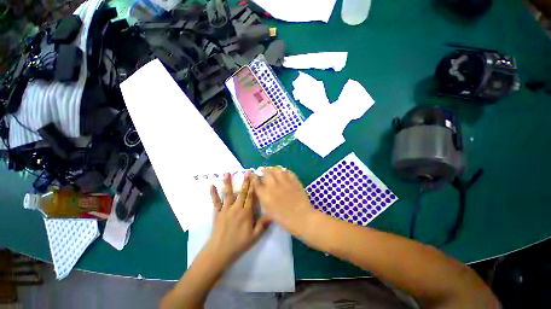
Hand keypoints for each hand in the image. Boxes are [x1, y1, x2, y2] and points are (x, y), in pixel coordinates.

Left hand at [204, 172, 270, 267]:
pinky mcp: (217, 212)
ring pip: (228, 194)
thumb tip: (272, 214)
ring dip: (228, 183)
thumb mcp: (254, 236)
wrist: (219, 252)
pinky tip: (212, 185)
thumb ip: (263, 224)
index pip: (251, 196)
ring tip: (227, 173)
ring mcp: (225, 209)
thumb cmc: (238, 244)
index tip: (255, 178)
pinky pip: (215, 201)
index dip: (253, 186)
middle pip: (242, 192)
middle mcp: (236, 208)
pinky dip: (213, 193)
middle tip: (247, 172)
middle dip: (245, 181)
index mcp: (246, 212)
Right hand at [252, 167, 314, 233]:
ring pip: (277, 169)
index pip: (256, 182)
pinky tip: (285, 174)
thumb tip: (263, 196)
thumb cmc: (284, 219)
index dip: (253, 177)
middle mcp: (273, 185)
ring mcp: (284, 182)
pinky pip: (288, 172)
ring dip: (274, 169)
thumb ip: (264, 203)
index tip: (253, 174)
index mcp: (265, 195)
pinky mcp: (294, 181)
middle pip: (266, 172)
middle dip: (264, 171)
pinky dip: (285, 172)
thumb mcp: (269, 214)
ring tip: (274, 171)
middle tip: (265, 172)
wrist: (301, 218)